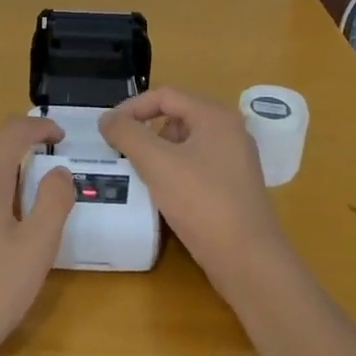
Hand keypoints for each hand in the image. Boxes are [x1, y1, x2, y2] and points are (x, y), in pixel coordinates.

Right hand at [100, 87, 286, 290]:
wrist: (248, 259)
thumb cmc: (202, 202)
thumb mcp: (156, 163)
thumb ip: (127, 134)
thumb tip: (107, 118)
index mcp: (215, 116)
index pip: (165, 96)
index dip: (132, 108)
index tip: (108, 130)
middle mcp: (229, 131)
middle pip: (176, 116)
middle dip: (145, 130)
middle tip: (122, 152)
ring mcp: (235, 160)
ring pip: (185, 143)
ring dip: (158, 153)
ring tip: (138, 174)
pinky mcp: (233, 186)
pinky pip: (196, 166)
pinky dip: (174, 171)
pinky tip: (162, 194)